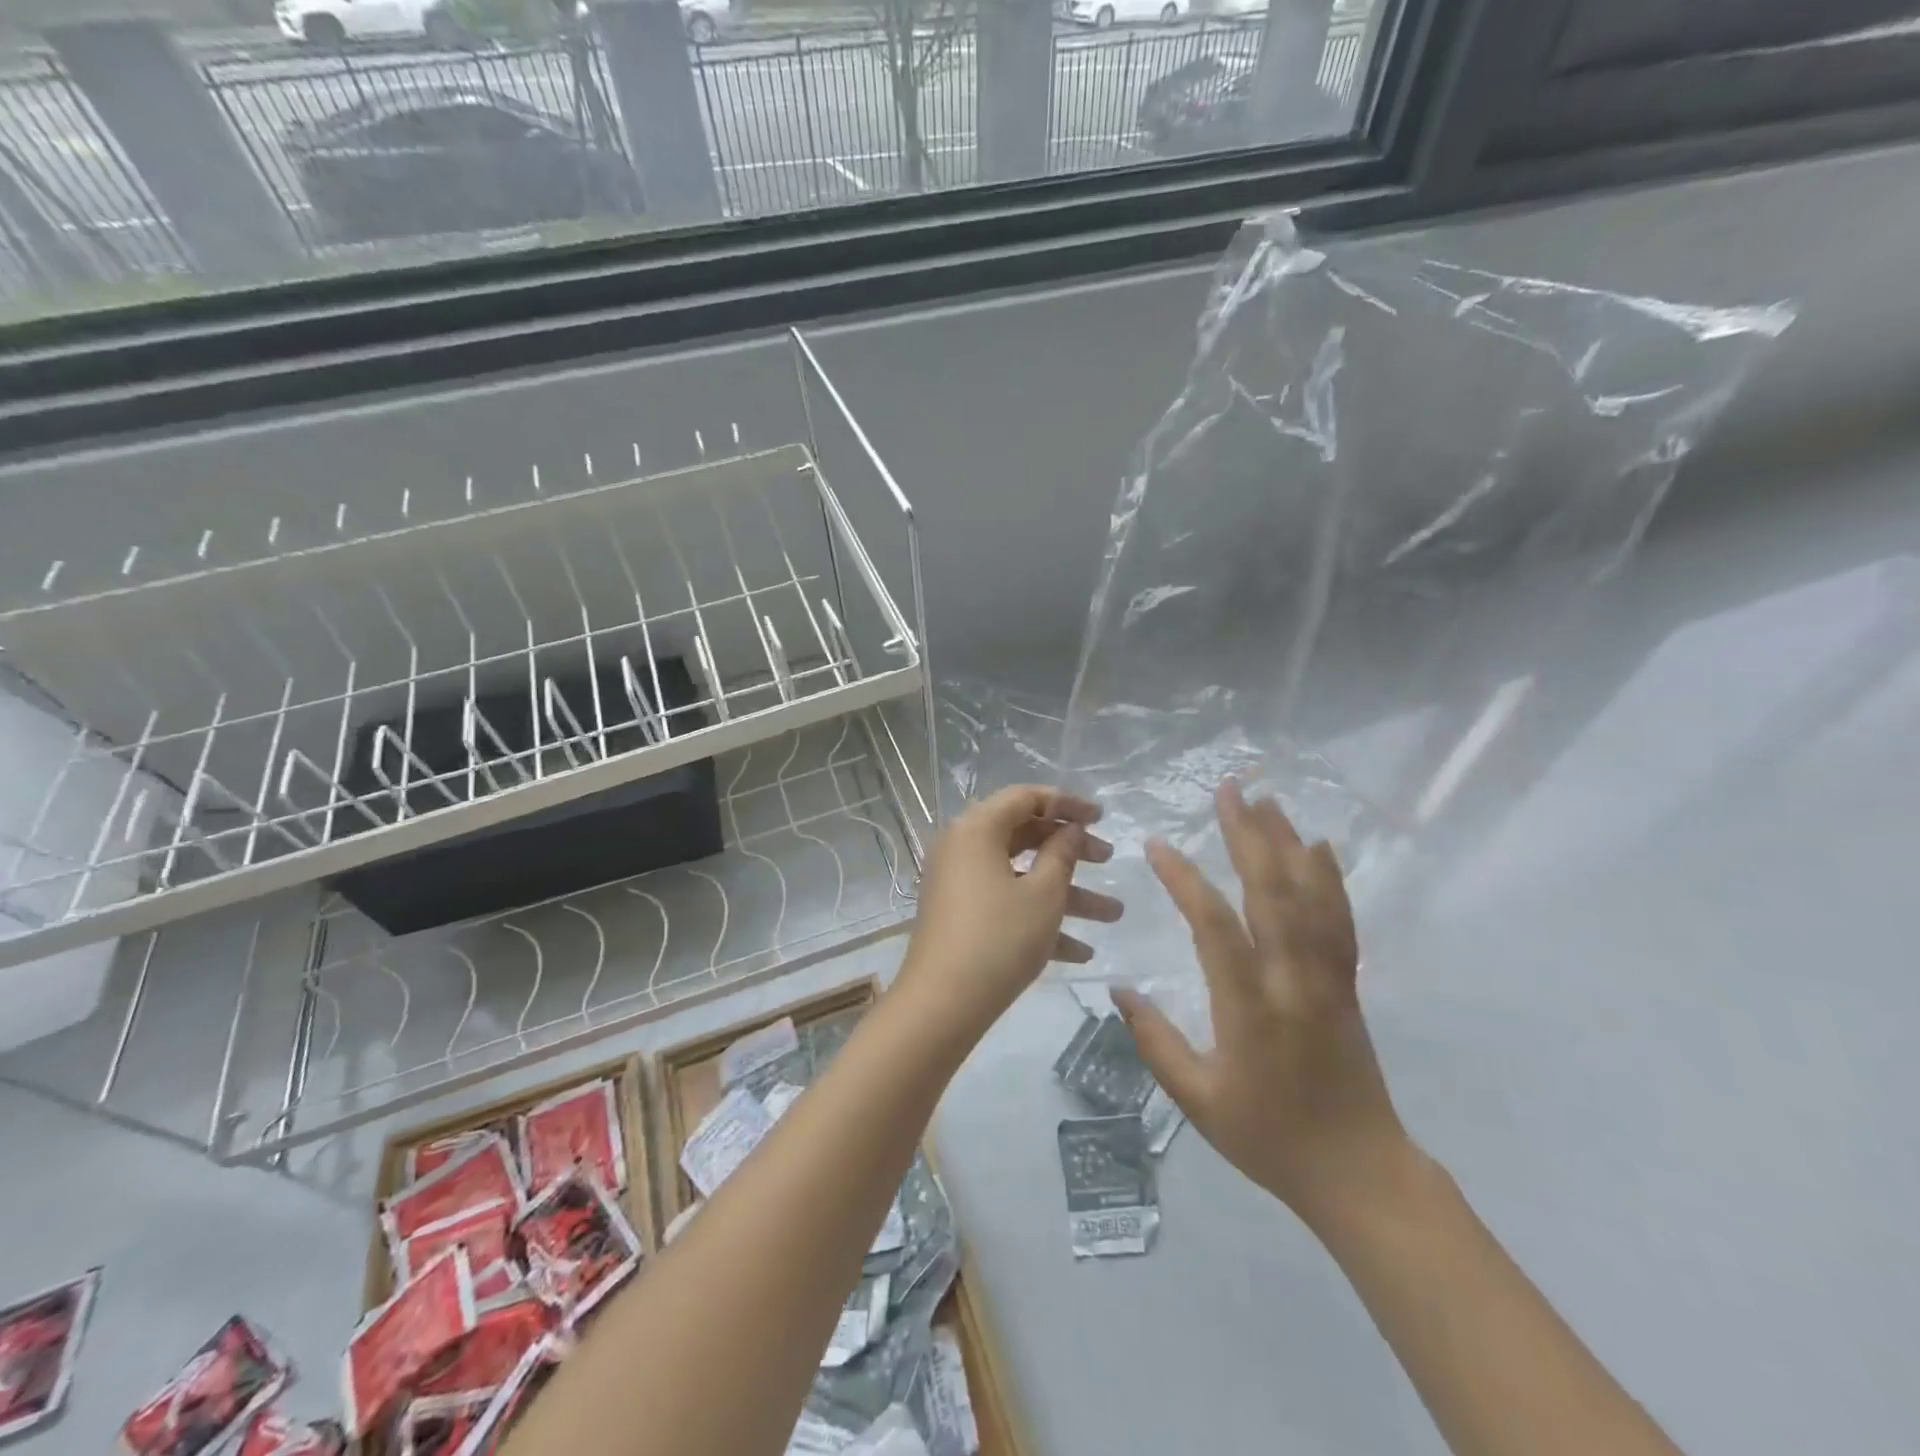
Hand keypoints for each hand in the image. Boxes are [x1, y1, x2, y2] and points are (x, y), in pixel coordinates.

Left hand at [897, 786, 1121, 1041]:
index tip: (1102, 817)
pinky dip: (1038, 918)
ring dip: (1066, 893)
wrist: (942, 1004)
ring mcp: (959, 883)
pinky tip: (1080, 952)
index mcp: (977, 828)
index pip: (1025, 798)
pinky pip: (1005, 903)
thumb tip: (1070, 829)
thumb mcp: (1044, 894)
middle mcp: (962, 847)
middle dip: (1071, 850)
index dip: (1067, 803)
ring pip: (1020, 875)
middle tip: (1109, 860)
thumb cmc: (999, 937)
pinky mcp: (960, 915)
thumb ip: (1063, 853)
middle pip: (1024, 835)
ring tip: (1114, 914)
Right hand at [1114, 780, 1412, 1232]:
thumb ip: (1154, 1041)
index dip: (1184, 879)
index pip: (1214, 927)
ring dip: (1287, 843)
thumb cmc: (1269, 1138)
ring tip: (1267, 800)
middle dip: (1247, 835)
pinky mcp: (1347, 984)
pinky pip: (1341, 921)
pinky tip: (1320, 847)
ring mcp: (1327, 979)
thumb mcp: (1197, 1100)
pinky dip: (1330, 878)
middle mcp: (1292, 981)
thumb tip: (1117, 989)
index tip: (1157, 844)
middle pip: (1272, 893)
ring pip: (1310, 898)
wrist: (1359, 1173)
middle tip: (1228, 790)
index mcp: (1250, 1009)